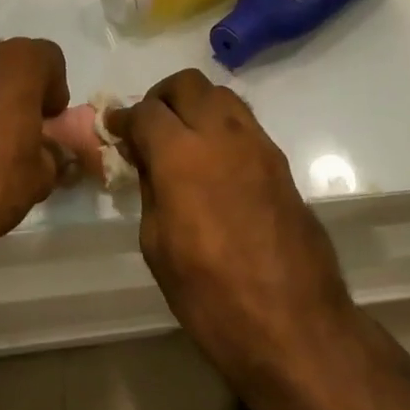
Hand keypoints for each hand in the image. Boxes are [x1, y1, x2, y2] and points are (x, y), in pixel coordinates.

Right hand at [108, 70, 352, 372]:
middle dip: (162, 97)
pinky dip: (222, 127)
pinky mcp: (281, 164)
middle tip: (149, 127)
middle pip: (189, 85)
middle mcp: (223, 136)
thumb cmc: (210, 296)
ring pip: (222, 96)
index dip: (125, 118)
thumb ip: (151, 189)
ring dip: (196, 105)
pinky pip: (245, 125)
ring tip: (182, 139)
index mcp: (182, 155)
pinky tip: (213, 162)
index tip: (115, 129)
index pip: (147, 111)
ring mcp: (259, 146)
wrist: (293, 325)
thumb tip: (149, 162)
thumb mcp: (157, 245)